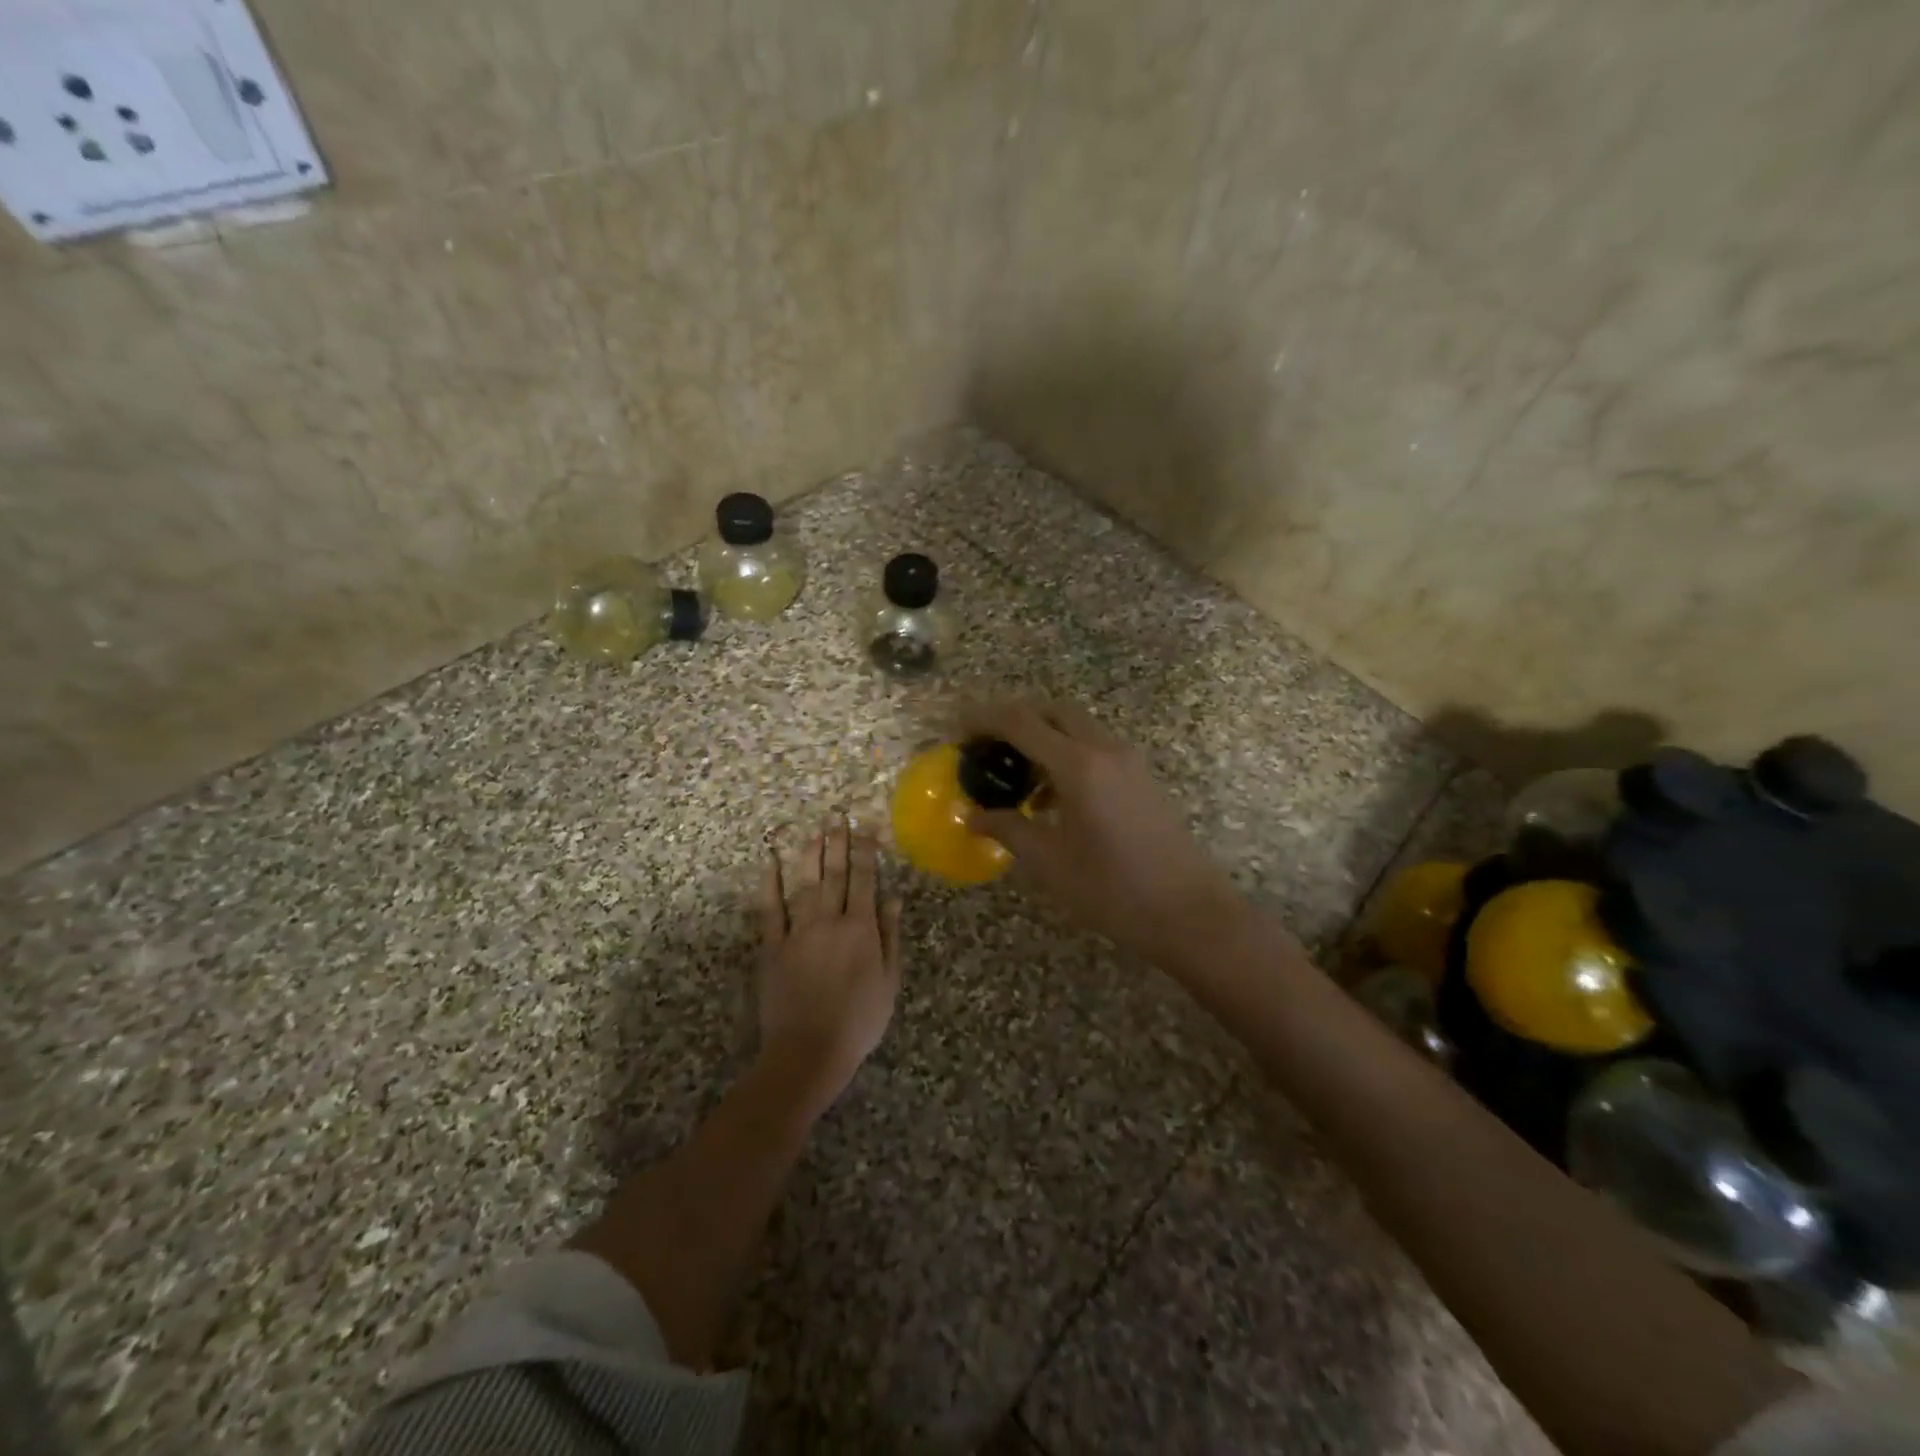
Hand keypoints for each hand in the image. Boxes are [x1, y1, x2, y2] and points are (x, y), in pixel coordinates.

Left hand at [756, 815, 903, 1110]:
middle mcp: (829, 921)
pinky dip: (769, 883)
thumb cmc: (858, 1021)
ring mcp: (797, 932)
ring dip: (810, 854)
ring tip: (814, 829)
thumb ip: (889, 936)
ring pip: (804, 884)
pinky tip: (770, 861)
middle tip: (837, 815)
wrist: (809, 1052)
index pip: (864, 880)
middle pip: (834, 875)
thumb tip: (893, 897)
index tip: (866, 827)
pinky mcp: (772, 947)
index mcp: (861, 929)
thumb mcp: (888, 982)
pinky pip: (769, 909)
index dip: (866, 852)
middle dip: (837, 843)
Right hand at [962, 698, 1243, 965]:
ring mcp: (1129, 761)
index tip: (957, 728)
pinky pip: (1096, 749)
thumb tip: (971, 816)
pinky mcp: (1141, 778)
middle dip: (1015, 718)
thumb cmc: (1113, 890)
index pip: (1021, 722)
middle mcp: (1105, 749)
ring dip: (1043, 738)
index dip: (984, 718)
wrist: (1190, 914)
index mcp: (1078, 765)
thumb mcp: (1049, 863)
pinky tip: (1052, 799)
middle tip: (986, 745)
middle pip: (1052, 711)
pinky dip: (1067, 755)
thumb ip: (1007, 829)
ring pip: (1077, 728)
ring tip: (1015, 776)